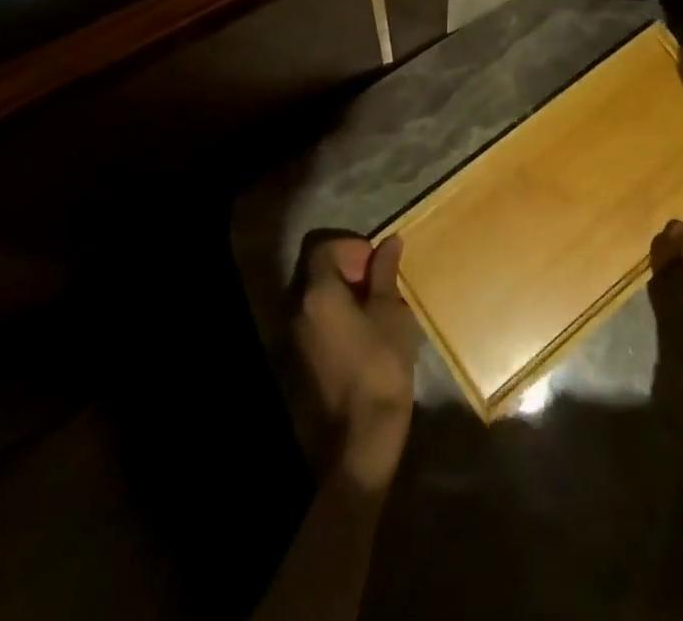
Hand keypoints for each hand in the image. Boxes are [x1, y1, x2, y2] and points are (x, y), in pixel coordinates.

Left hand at [294, 234, 417, 491]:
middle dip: (345, 268)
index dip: (351, 246)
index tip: (375, 262)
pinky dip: (331, 317)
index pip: (323, 246)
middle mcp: (295, 310)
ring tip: (372, 309)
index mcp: (317, 293)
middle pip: (314, 271)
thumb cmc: (380, 367)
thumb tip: (390, 242)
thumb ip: (385, 273)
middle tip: (377, 283)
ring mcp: (291, 339)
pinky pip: (311, 324)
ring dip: (339, 293)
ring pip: (312, 298)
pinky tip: (359, 335)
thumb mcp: (391, 313)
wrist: (358, 441)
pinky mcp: (295, 363)